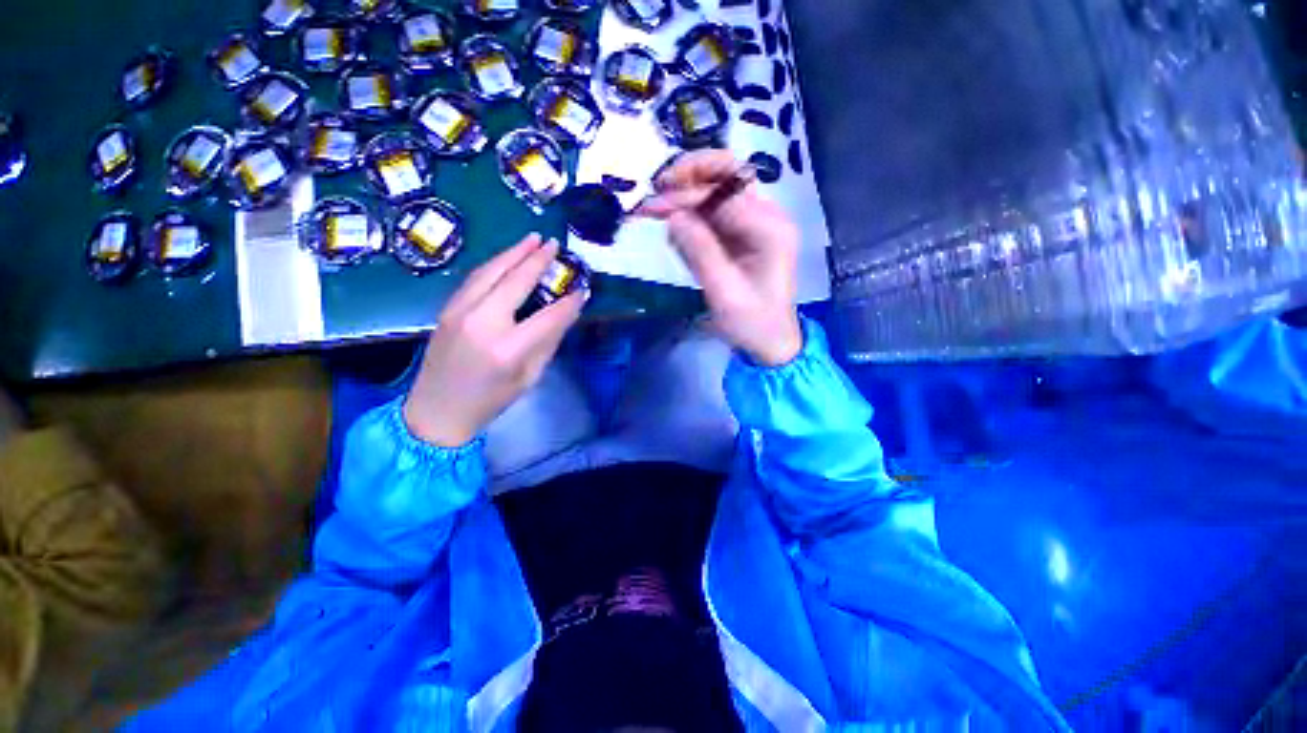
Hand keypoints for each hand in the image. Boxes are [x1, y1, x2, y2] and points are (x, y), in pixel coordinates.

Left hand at [404, 235, 585, 446]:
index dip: (569, 302)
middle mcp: (482, 322)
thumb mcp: (529, 376)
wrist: (436, 411)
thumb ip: (548, 341)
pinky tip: (508, 257)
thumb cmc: (491, 400)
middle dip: (537, 260)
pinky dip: (495, 264)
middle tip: (555, 244)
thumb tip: (566, 311)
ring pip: (490, 271)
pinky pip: (475, 278)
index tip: (583, 290)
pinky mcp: (447, 308)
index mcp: (508, 348)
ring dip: (513, 252)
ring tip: (533, 239)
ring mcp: (460, 311)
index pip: (548, 316)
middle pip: (515, 281)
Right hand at [637, 150, 802, 365]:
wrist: (770, 341)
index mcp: (769, 229)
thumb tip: (672, 216)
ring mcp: (756, 223)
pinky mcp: (744, 234)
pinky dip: (693, 213)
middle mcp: (767, 217)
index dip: (685, 196)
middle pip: (729, 174)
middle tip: (658, 188)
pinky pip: (716, 212)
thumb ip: (700, 251)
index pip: (723, 195)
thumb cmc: (752, 322)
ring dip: (689, 190)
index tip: (652, 207)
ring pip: (720, 188)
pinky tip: (676, 224)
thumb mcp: (723, 292)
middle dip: (691, 175)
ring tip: (659, 205)